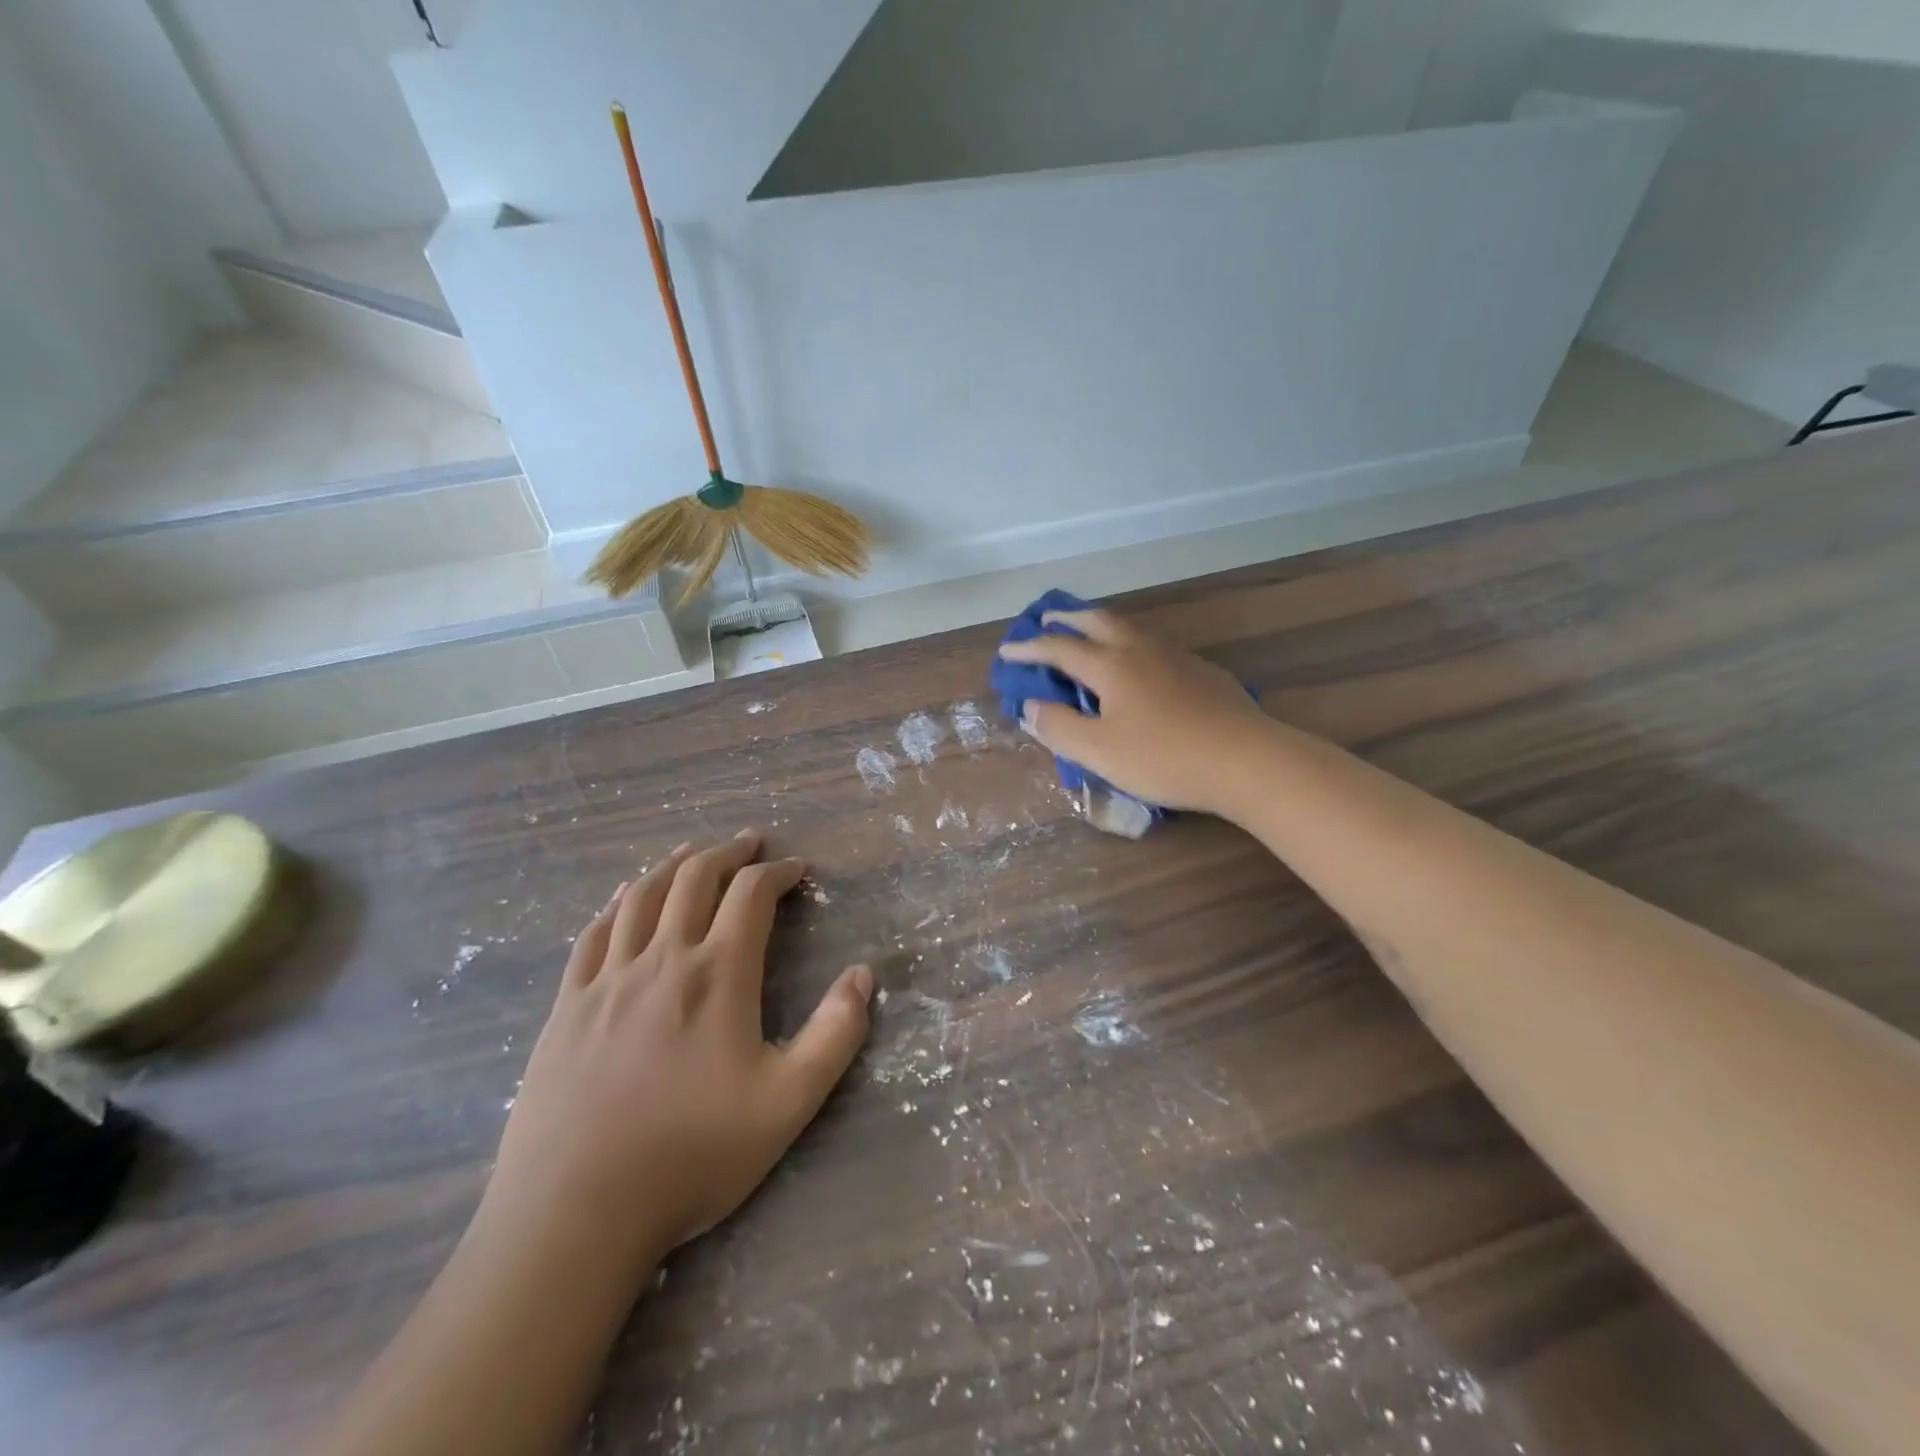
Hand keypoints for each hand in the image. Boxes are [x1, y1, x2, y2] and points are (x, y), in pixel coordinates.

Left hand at [485, 831, 872, 1276]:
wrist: (575, 1213)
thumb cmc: (692, 1156)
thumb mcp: (788, 1103)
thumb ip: (836, 1034)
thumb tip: (864, 975)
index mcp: (717, 975)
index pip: (752, 895)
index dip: (778, 872)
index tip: (798, 871)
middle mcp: (662, 959)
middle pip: (695, 878)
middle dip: (728, 853)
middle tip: (750, 843)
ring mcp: (607, 979)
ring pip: (641, 895)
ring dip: (674, 865)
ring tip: (694, 853)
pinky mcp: (567, 1005)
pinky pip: (594, 932)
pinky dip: (617, 902)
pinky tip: (625, 896)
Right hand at [997, 607, 1275, 816]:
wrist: (1247, 760)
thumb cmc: (1164, 758)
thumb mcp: (1099, 752)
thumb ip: (1059, 727)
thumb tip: (1030, 706)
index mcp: (1110, 665)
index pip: (1059, 648)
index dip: (1029, 648)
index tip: (1007, 652)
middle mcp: (1140, 649)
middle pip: (1097, 622)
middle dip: (1067, 619)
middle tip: (1047, 619)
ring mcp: (1176, 656)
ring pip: (1130, 628)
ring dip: (1101, 625)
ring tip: (1089, 633)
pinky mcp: (1202, 671)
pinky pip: (1154, 644)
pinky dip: (1131, 643)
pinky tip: (1139, 663)